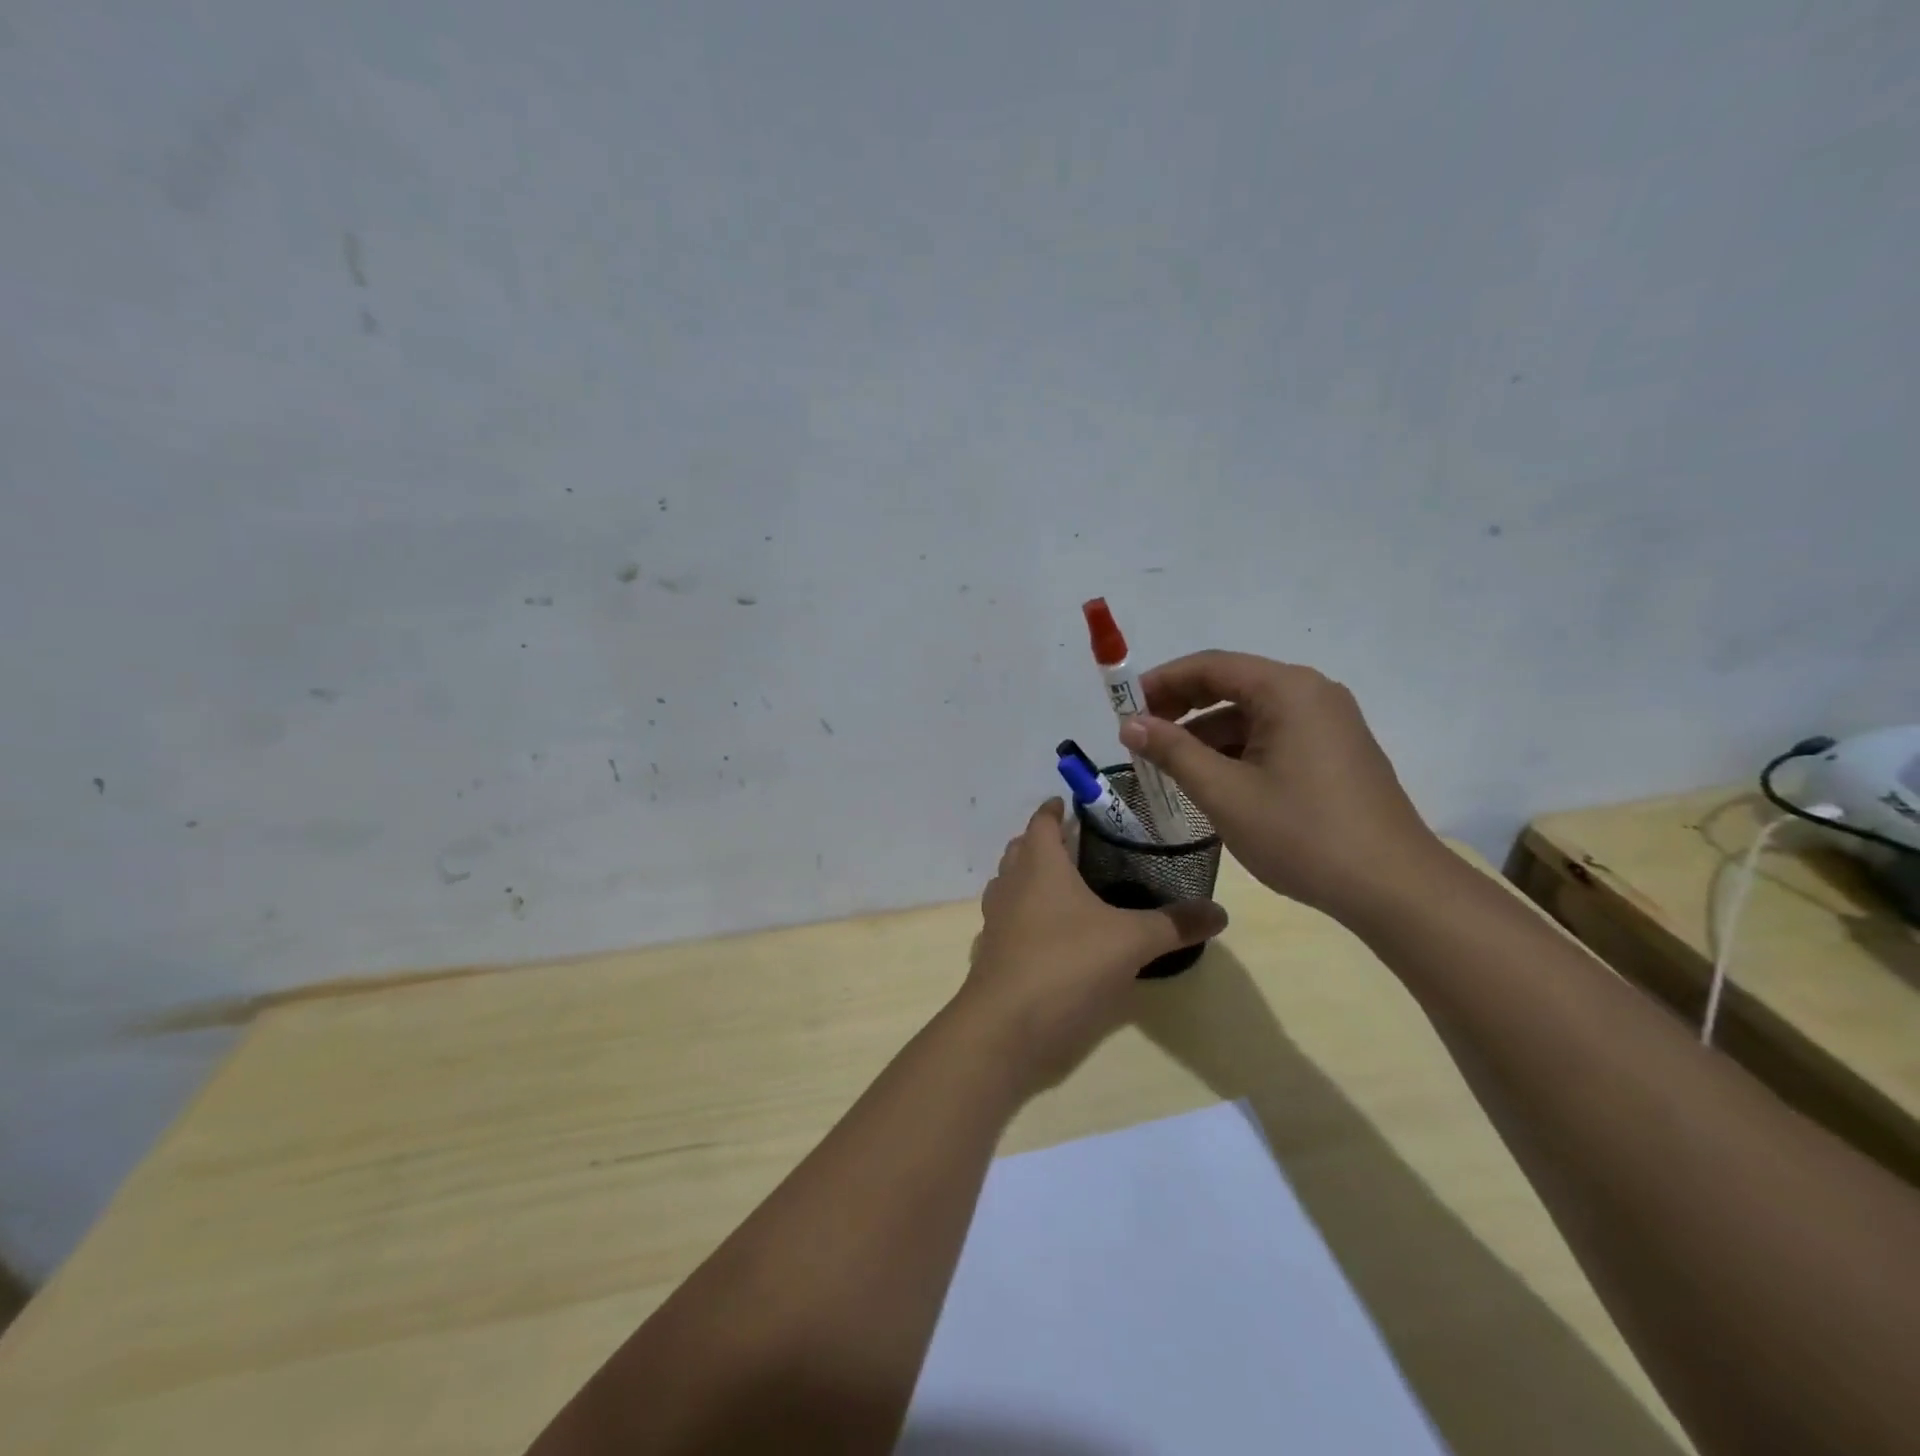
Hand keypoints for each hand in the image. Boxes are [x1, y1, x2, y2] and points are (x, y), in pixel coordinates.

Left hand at [959, 799, 1226, 1091]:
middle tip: (1081, 845)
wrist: (1006, 1027)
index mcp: (1039, 864)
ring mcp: (996, 919)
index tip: (1073, 803)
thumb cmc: (1067, 964)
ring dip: (1033, 878)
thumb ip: (1175, 924)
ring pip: (1011, 884)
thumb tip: (1220, 911)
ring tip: (1070, 887)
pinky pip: (1009, 920)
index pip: (1041, 821)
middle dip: (1046, 842)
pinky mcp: (993, 953)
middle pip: (1022, 849)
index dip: (1055, 808)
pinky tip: (1054, 935)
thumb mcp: (1131, 941)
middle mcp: (1011, 883)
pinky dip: (1027, 917)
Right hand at [1118, 651, 1445, 923]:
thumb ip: (1173, 752)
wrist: (1393, 888)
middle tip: (1141, 736)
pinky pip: (1273, 736)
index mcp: (1287, 690)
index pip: (1210, 666)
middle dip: (1181, 707)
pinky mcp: (1336, 752)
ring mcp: (1329, 723)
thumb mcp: (1225, 793)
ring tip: (1169, 765)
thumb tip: (1130, 724)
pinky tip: (1213, 780)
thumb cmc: (1302, 834)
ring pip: (1251, 714)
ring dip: (1206, 733)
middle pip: (1232, 684)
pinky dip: (1236, 750)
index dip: (1161, 683)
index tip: (1124, 708)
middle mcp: (1312, 694)